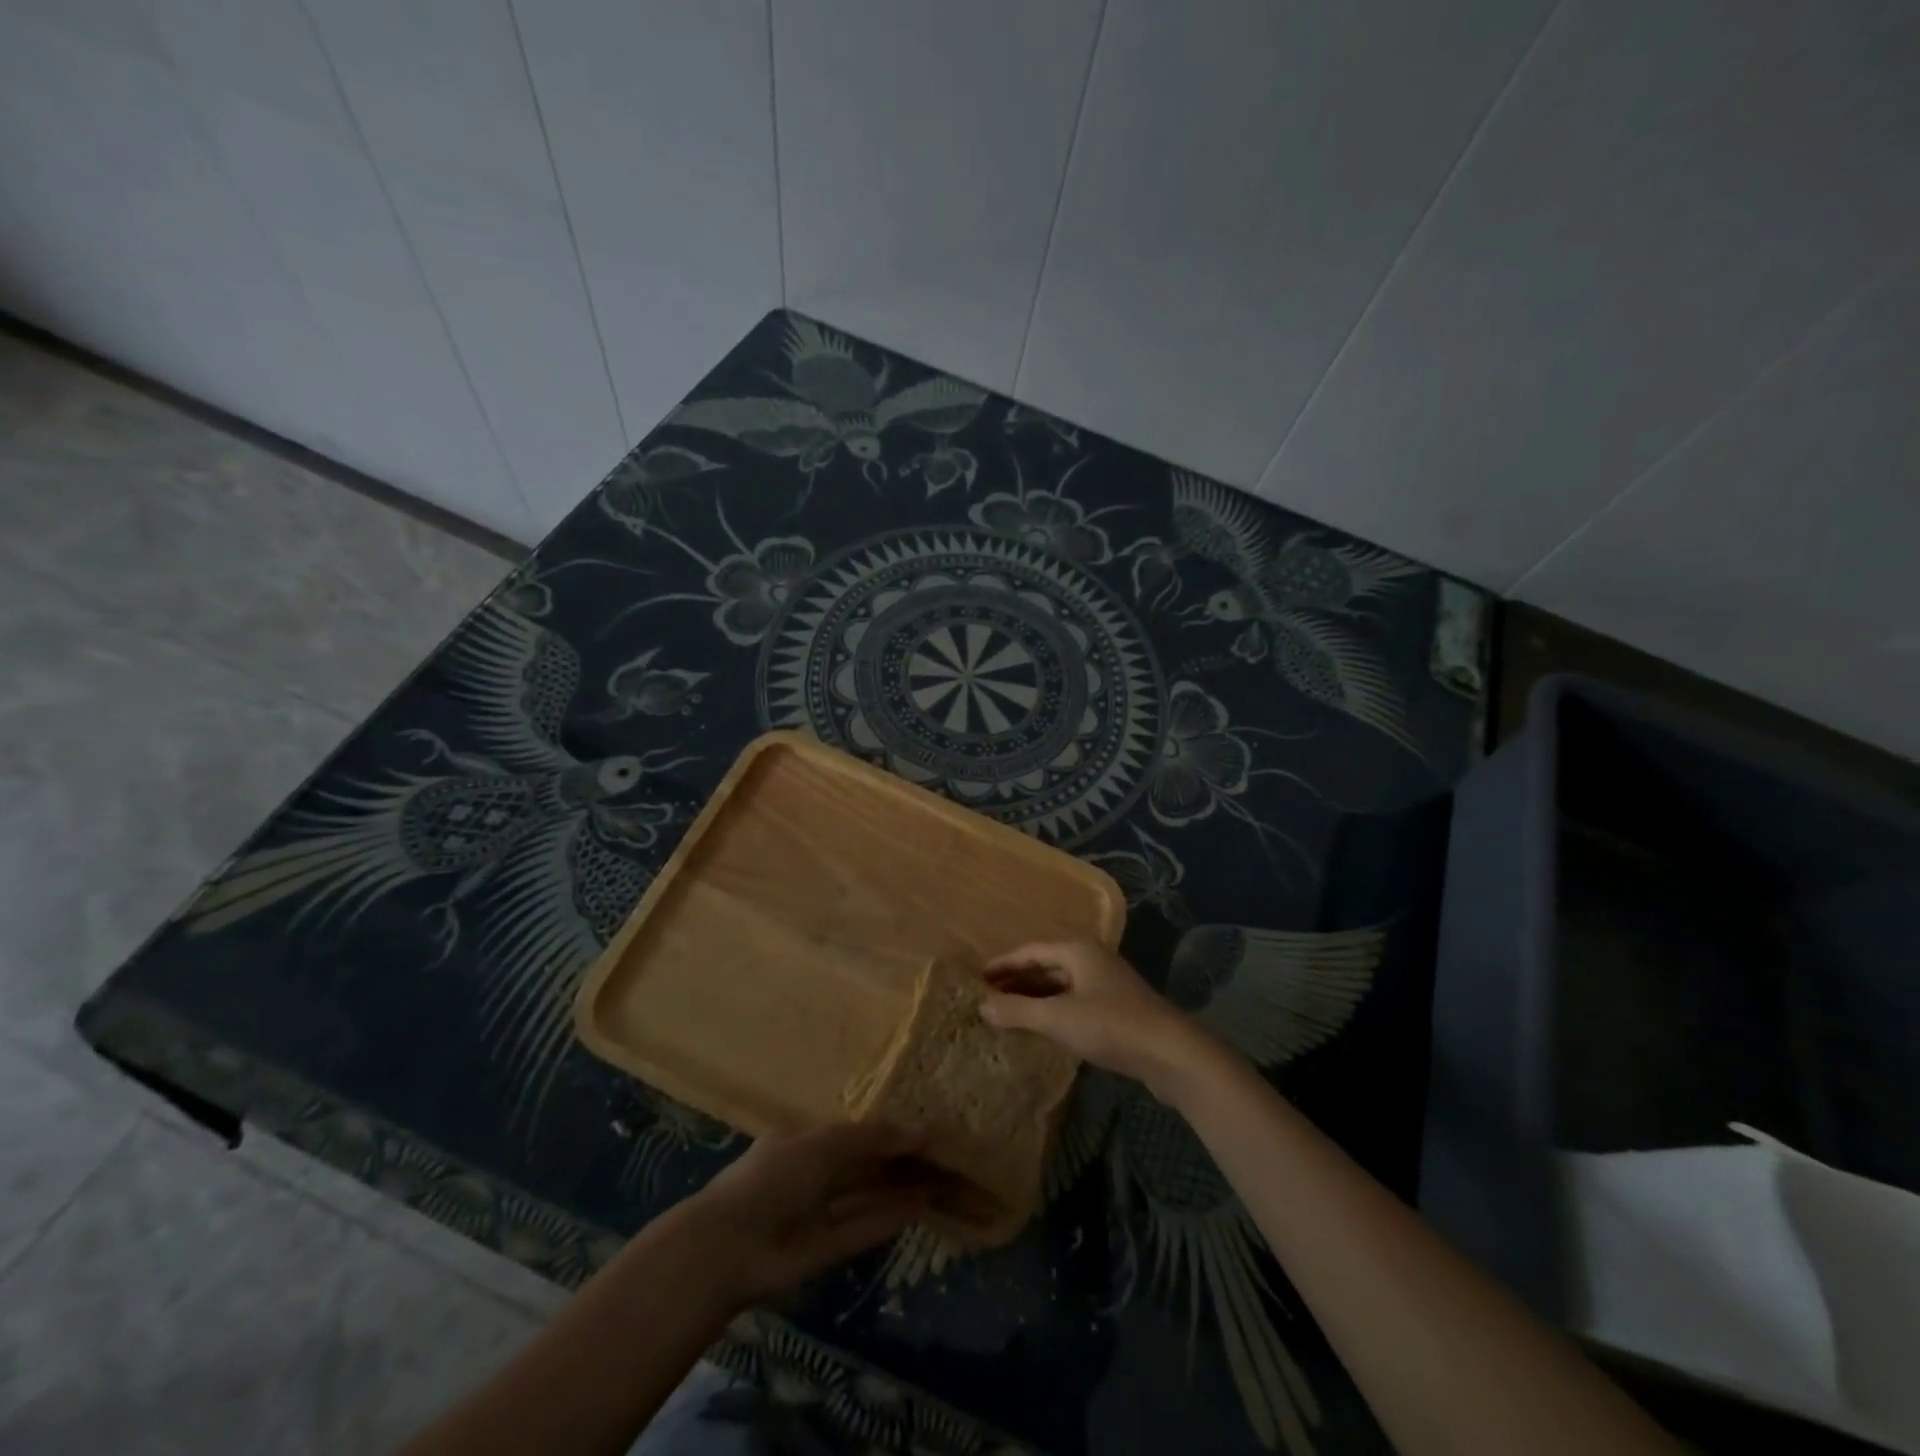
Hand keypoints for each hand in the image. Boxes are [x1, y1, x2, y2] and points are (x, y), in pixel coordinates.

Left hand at [683, 1122, 930, 1308]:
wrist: (730, 1247)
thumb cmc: (775, 1176)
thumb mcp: (826, 1144)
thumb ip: (874, 1137)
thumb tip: (922, 1129)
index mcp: (805, 1142)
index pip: (854, 1133)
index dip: (888, 1132)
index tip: (924, 1131)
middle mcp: (814, 1175)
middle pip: (864, 1165)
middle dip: (898, 1161)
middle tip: (942, 1156)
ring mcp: (820, 1214)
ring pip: (867, 1197)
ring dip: (900, 1189)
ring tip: (941, 1180)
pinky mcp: (827, 1250)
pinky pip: (864, 1228)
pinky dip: (890, 1218)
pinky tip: (921, 1206)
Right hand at [980, 940, 1215, 1097]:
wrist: (1172, 1054)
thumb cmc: (1111, 1025)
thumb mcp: (1057, 1018)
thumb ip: (1017, 1010)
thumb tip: (981, 1005)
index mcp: (1078, 951)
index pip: (1031, 951)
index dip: (1003, 964)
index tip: (978, 977)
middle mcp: (1093, 961)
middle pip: (1046, 966)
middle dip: (1017, 981)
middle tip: (988, 997)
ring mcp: (1107, 985)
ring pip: (1061, 986)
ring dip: (1035, 998)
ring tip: (1008, 1014)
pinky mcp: (1118, 1011)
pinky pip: (1075, 1003)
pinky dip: (1054, 1012)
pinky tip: (1042, 1030)